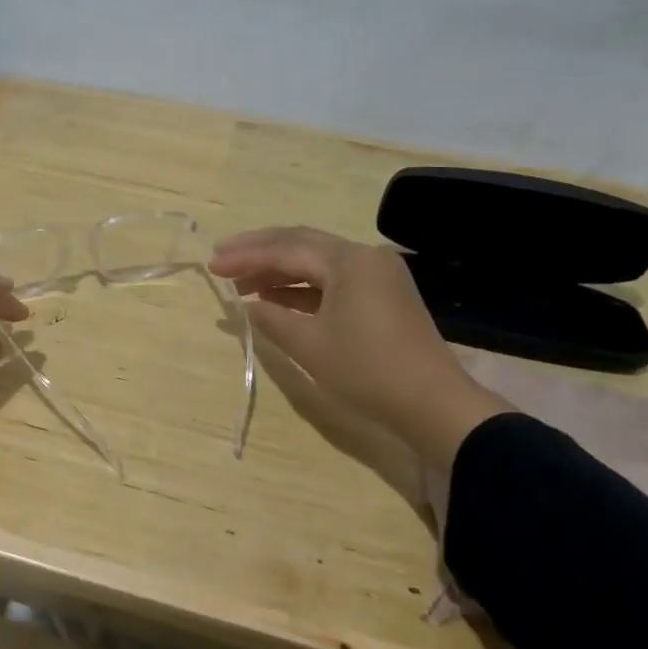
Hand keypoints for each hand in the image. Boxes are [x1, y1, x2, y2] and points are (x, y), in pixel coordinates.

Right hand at [209, 227, 509, 474]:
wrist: (435, 405)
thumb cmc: (368, 371)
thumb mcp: (310, 346)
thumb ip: (273, 319)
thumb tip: (248, 306)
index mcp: (348, 261)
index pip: (286, 249)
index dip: (246, 256)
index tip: (213, 265)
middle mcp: (364, 256)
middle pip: (301, 244)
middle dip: (259, 252)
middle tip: (222, 260)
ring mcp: (376, 274)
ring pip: (317, 261)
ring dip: (279, 270)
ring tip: (242, 284)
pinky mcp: (382, 294)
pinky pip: (333, 279)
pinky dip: (302, 287)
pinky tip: (277, 298)